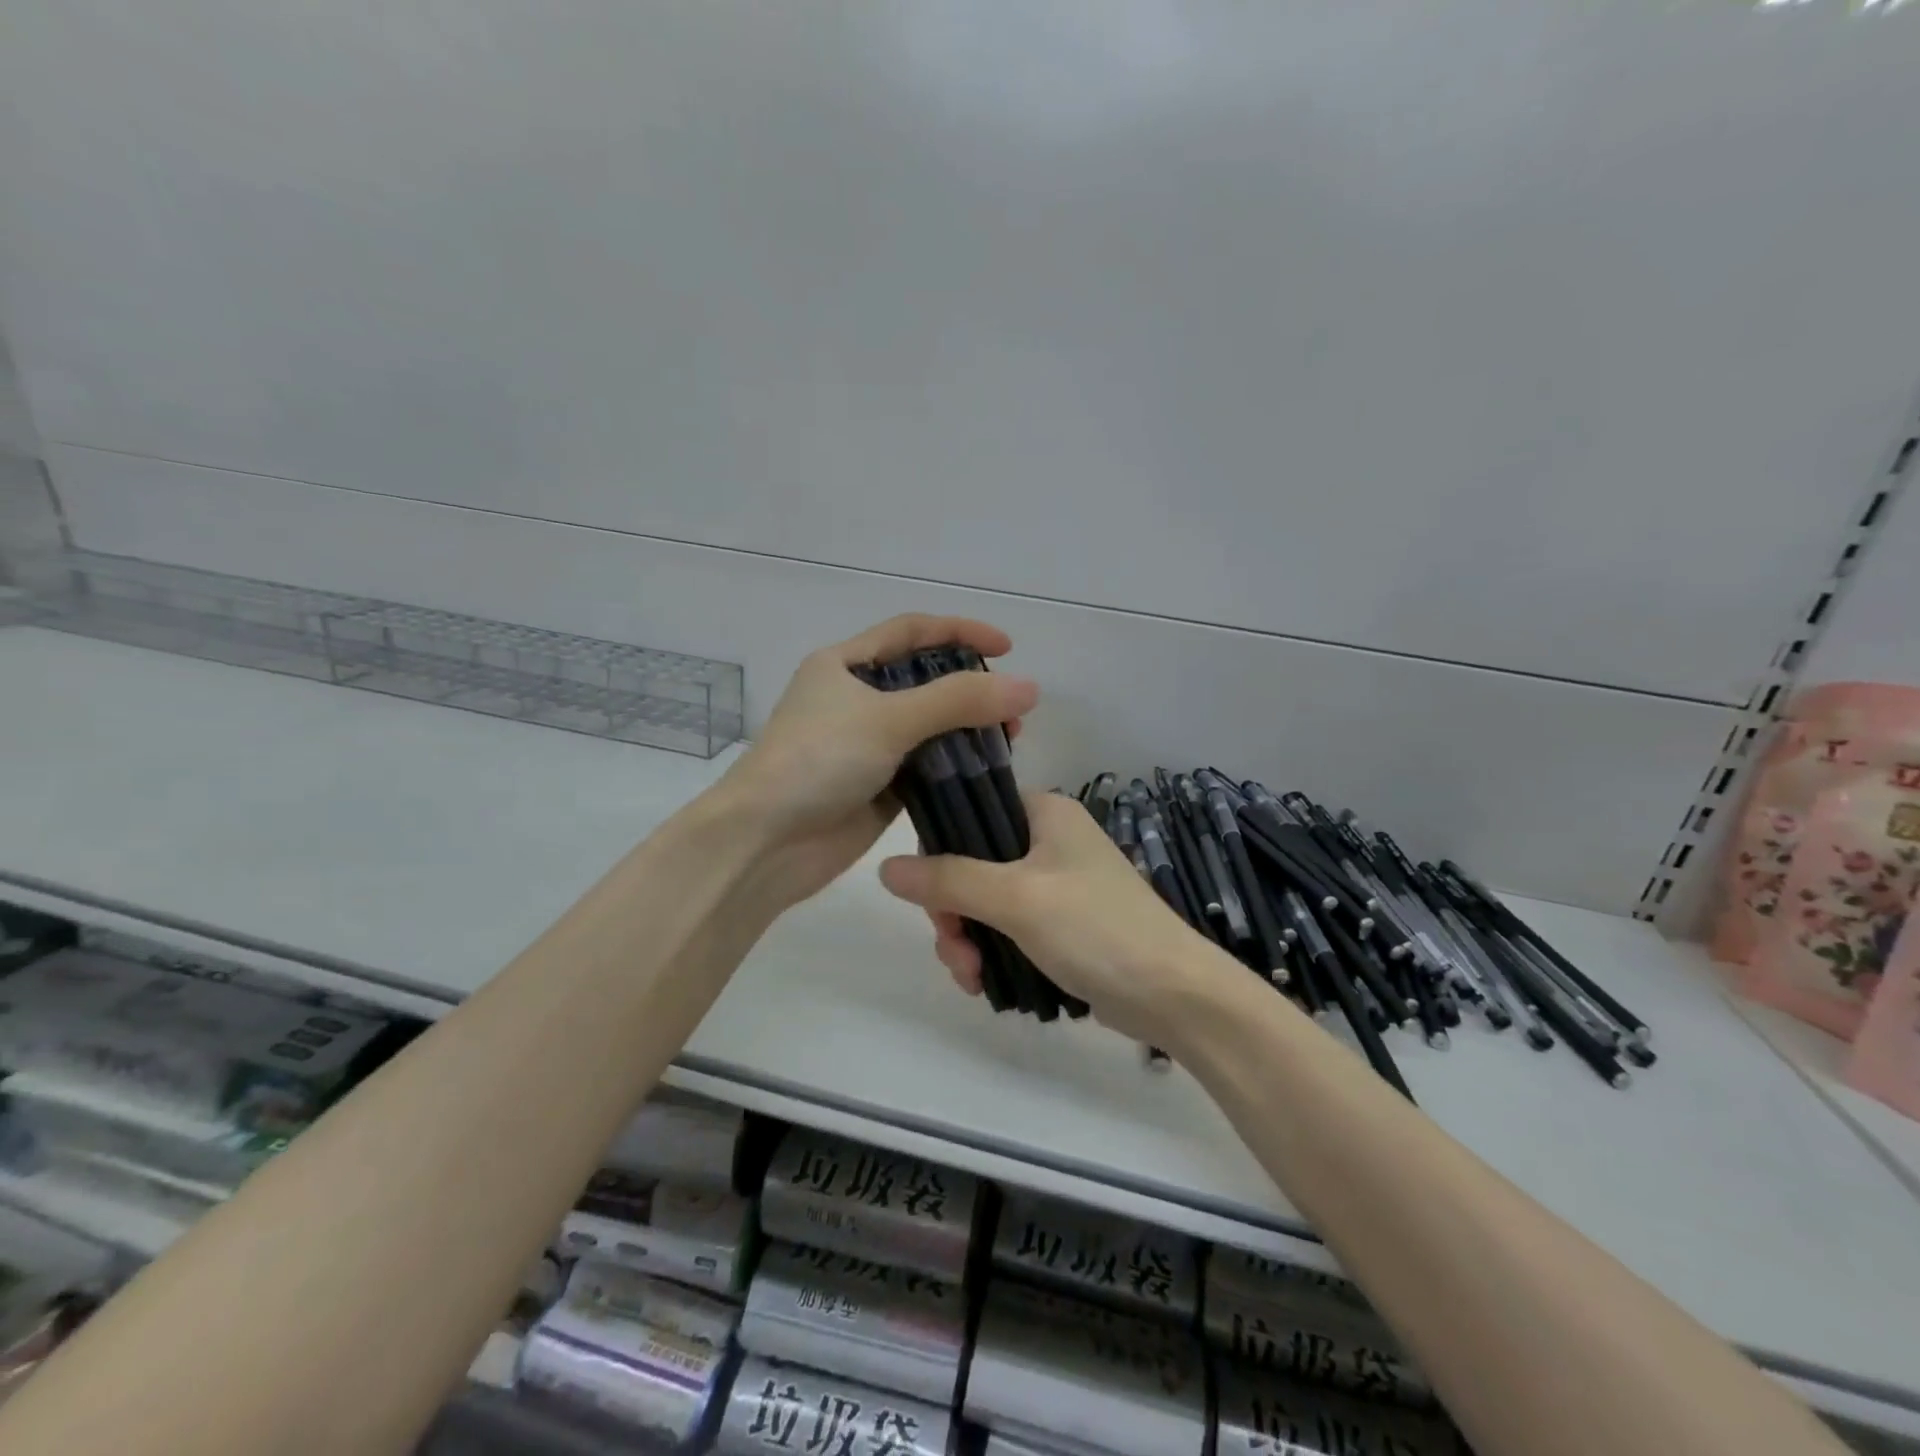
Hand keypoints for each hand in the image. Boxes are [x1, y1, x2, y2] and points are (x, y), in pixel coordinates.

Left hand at [720, 614, 1037, 909]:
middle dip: (970, 689)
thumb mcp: (888, 719)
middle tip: (1013, 708)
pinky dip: (955, 768)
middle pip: (925, 682)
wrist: (765, 843)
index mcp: (844, 665)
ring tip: (1010, 741)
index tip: (1007, 647)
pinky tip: (987, 773)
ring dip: (968, 731)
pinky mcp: (878, 788)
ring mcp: (867, 747)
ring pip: (929, 728)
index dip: (959, 632)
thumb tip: (1029, 687)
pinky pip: (926, 769)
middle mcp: (856, 700)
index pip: (911, 632)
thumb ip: (958, 700)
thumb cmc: (817, 761)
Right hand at [878, 792, 1220, 1043]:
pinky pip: (1007, 929)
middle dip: (953, 912)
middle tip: (955, 950)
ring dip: (968, 939)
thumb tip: (885, 867)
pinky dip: (991, 952)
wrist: (1174, 995)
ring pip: (985, 902)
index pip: (971, 812)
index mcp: (1045, 812)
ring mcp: (1056, 885)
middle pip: (972, 864)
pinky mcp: (1062, 925)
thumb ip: (949, 879)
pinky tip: (985, 984)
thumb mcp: (1016, 898)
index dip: (941, 852)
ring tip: (973, 978)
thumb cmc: (1096, 928)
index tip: (931, 897)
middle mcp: (1049, 840)